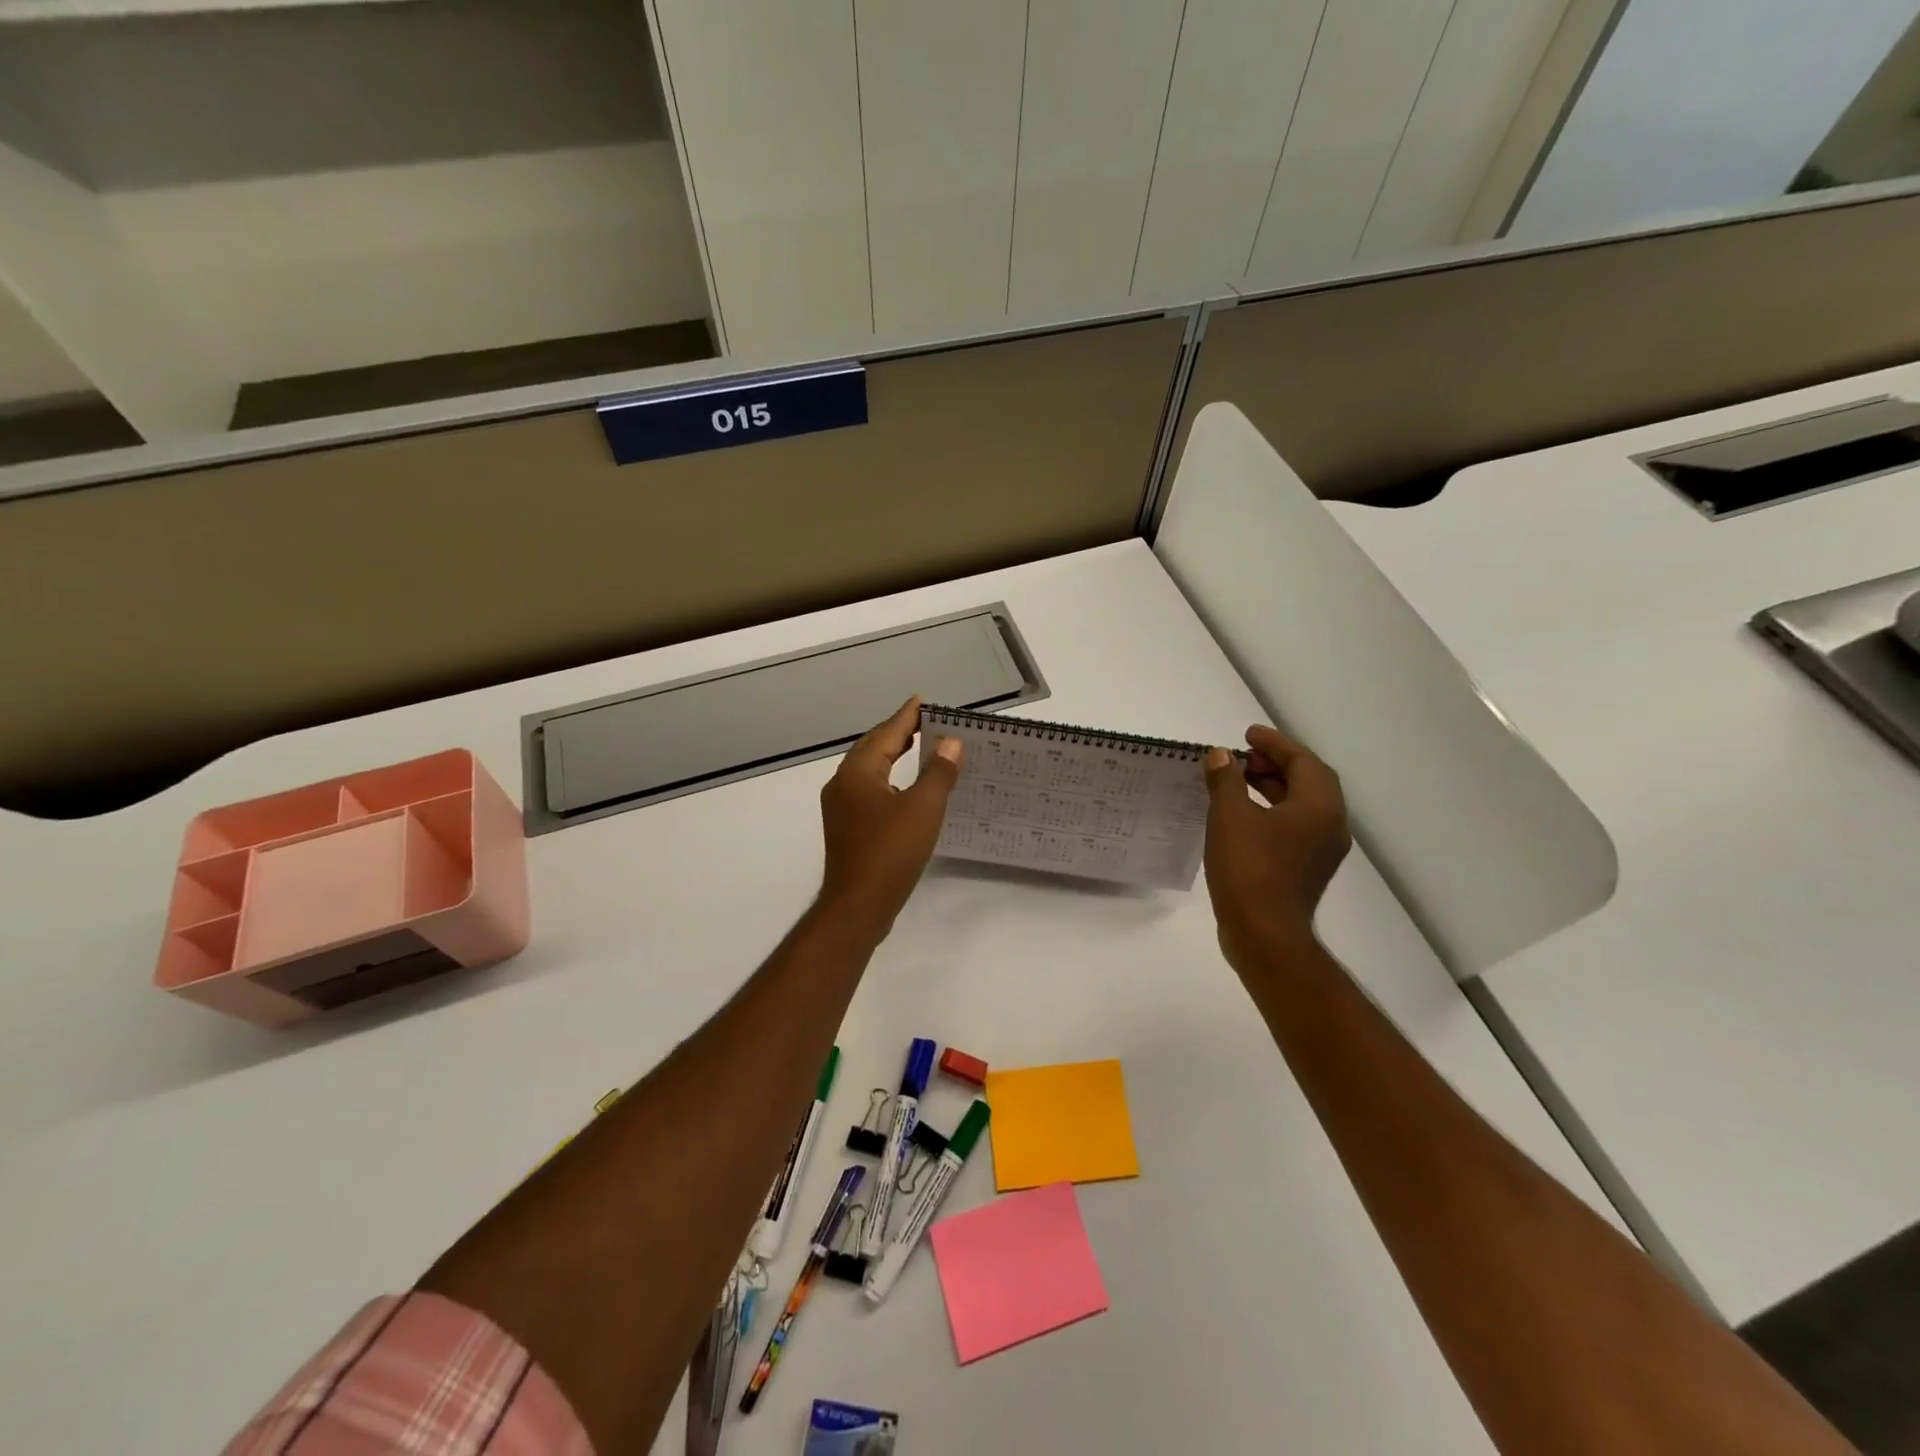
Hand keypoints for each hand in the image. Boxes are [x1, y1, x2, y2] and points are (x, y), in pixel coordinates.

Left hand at [818, 698, 962, 933]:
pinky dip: (888, 779)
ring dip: (892, 755)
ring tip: (917, 747)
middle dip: (897, 732)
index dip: (907, 716)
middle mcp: (843, 784)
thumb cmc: (890, 852)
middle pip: (873, 748)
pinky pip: (869, 790)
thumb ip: (938, 772)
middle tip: (924, 721)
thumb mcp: (923, 808)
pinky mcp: (847, 829)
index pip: (886, 733)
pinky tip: (905, 789)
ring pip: (869, 770)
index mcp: (859, 772)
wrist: (858, 905)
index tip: (923, 701)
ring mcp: (841, 808)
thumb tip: (951, 743)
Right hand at [1203, 725, 1350, 968]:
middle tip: (1241, 756)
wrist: (1264, 934)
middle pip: (1307, 782)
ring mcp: (1320, 852)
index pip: (1303, 761)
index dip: (1274, 743)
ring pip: (1299, 806)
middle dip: (1274, 764)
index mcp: (1320, 807)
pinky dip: (1269, 812)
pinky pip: (1292, 827)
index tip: (1247, 734)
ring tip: (1237, 781)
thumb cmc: (1249, 868)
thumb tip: (1220, 755)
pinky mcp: (1305, 871)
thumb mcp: (1230, 816)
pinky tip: (1240, 816)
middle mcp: (1329, 826)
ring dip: (1271, 788)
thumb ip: (1226, 780)